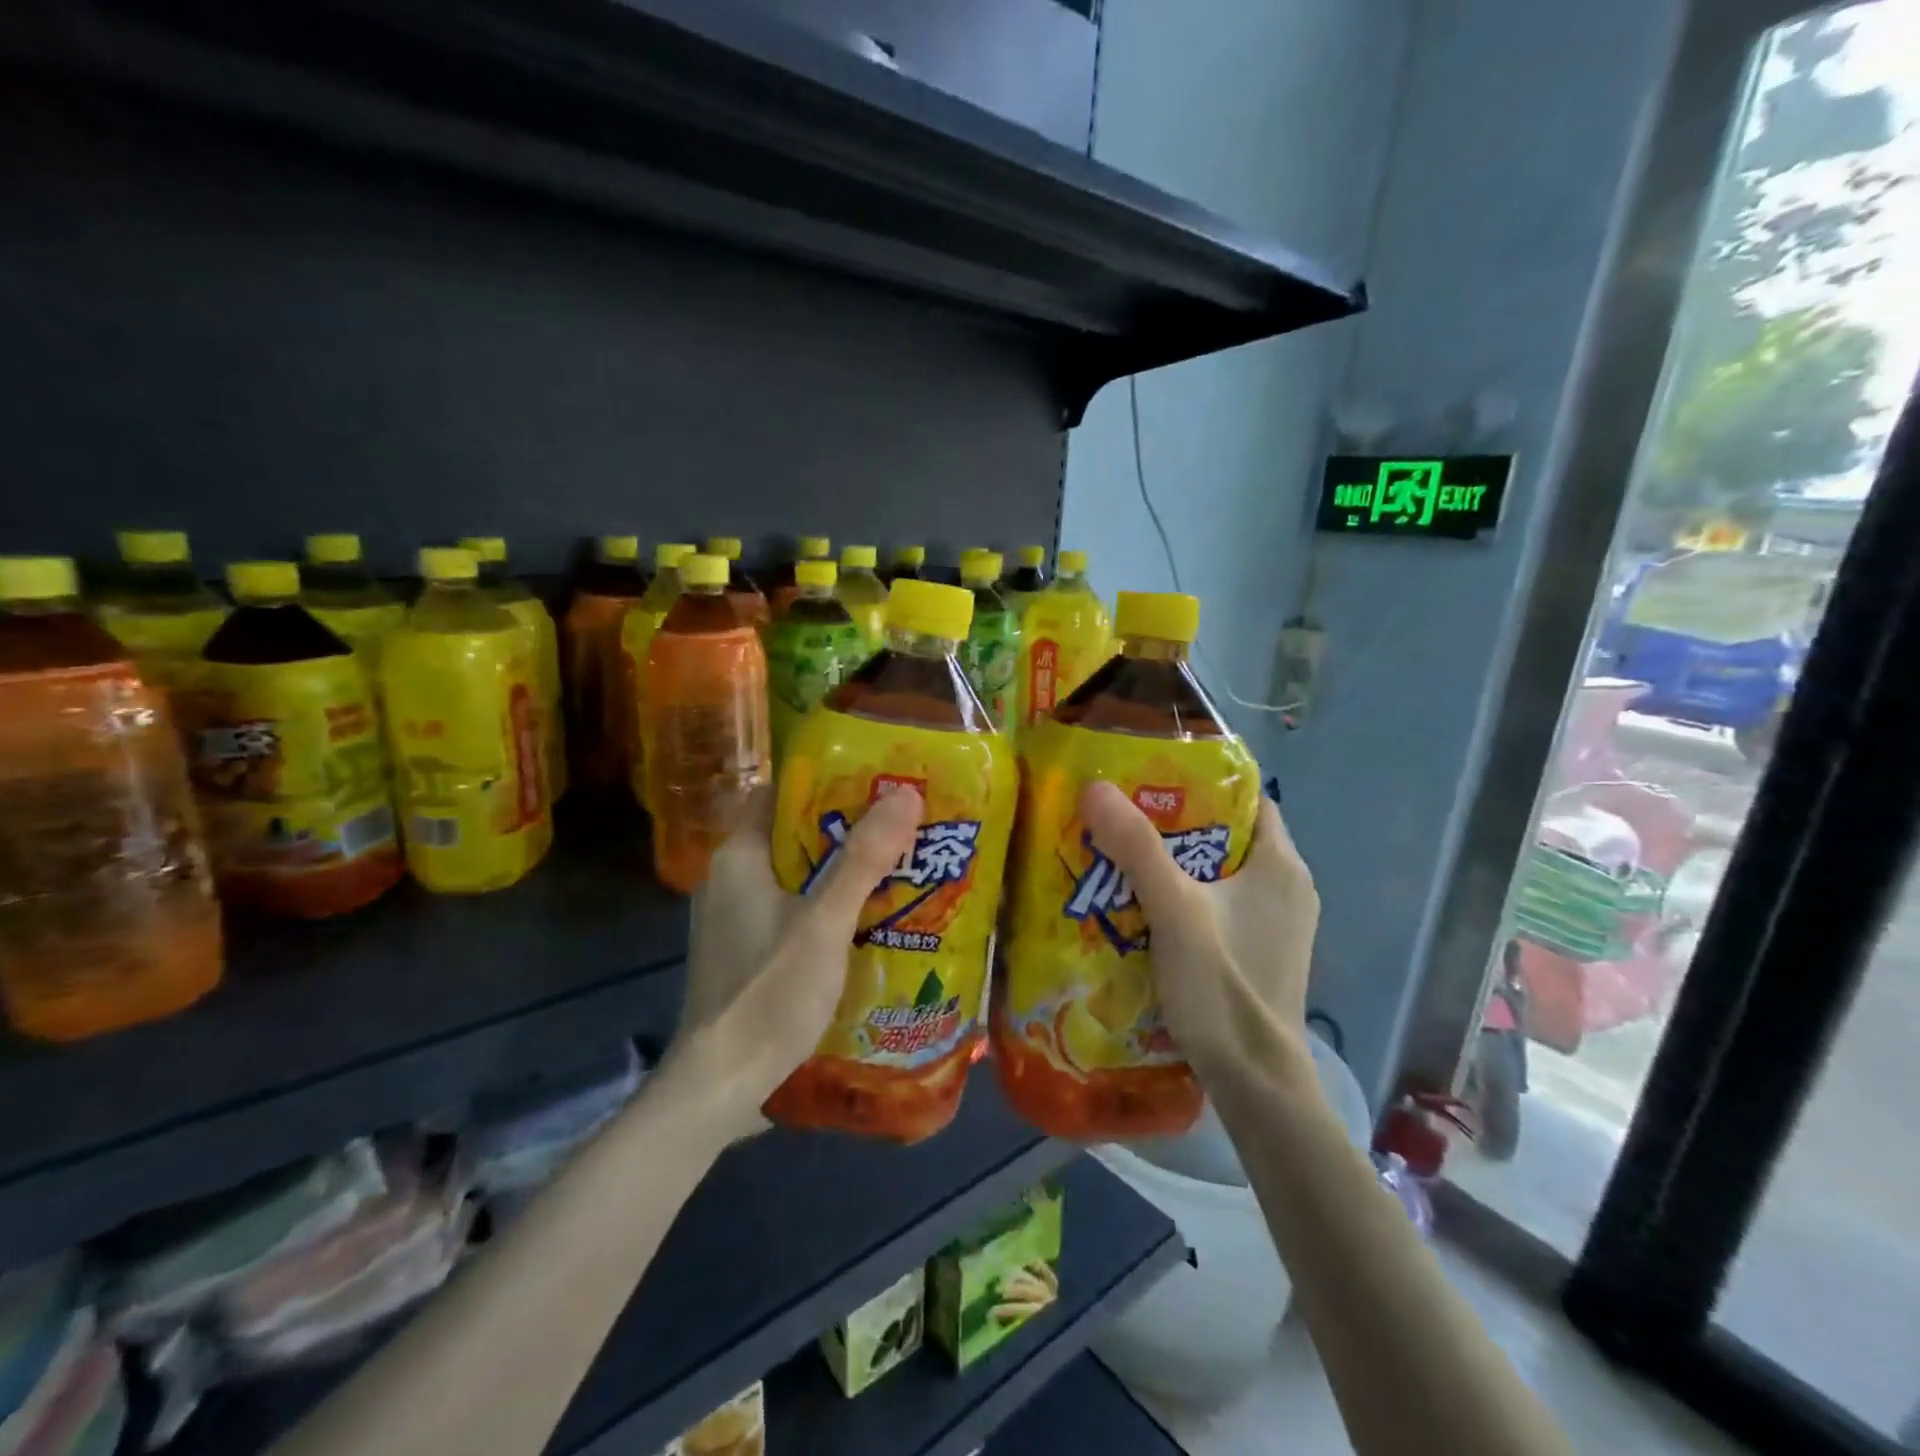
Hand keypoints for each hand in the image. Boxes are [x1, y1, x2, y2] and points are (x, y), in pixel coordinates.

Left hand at [665, 784, 922, 1139]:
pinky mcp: (744, 949)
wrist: (720, 1084)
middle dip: (843, 828)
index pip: (778, 792)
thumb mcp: (824, 921)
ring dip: (838, 870)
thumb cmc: (768, 991)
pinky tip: (865, 918)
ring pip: (793, 874)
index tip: (874, 781)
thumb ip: (863, 858)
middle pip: (790, 833)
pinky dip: (824, 904)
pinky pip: (790, 908)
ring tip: (894, 866)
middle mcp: (729, 878)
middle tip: (898, 825)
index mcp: (738, 856)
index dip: (824, 781)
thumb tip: (905, 793)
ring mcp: (733, 917)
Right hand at [1079, 780, 1319, 1082]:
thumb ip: (1137, 848)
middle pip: (1227, 834)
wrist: (1256, 1083)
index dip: (1202, 782)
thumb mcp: (1175, 910)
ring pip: (1220, 873)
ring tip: (1122, 855)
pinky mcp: (1260, 952)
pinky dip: (1185, 896)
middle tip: (1122, 815)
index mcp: (1282, 865)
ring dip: (1175, 863)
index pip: (1248, 798)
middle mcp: (1288, 887)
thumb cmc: (1224, 987)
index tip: (1150, 776)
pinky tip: (1143, 906)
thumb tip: (1095, 787)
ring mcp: (1276, 924)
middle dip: (1176, 823)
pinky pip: (1219, 905)